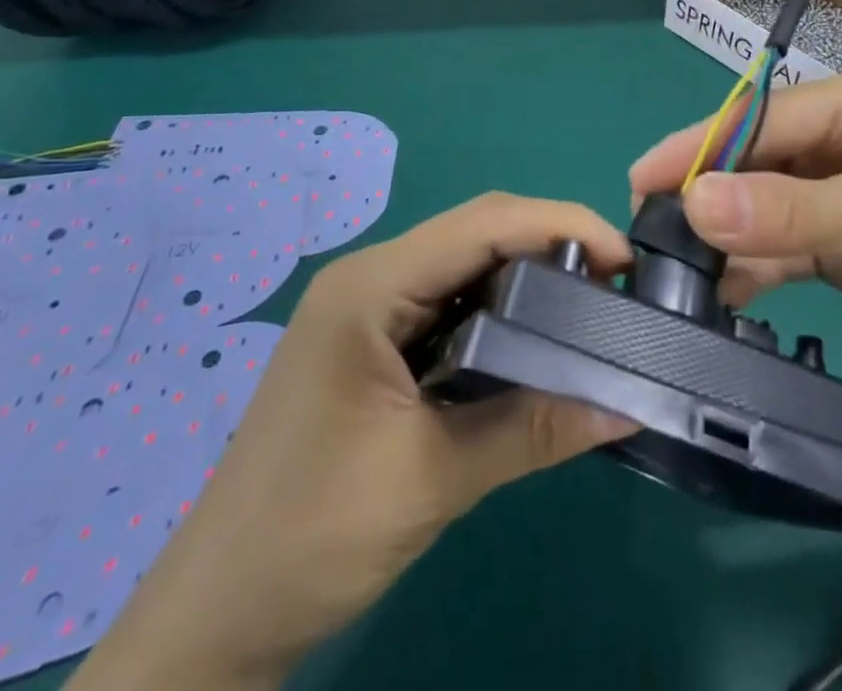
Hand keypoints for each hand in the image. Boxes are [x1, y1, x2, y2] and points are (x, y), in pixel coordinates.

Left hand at [71, 194, 634, 690]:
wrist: (215, 618)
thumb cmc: (311, 537)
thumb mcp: (433, 478)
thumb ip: (532, 429)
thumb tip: (626, 405)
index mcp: (371, 286)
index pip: (484, 224)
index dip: (561, 226)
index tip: (624, 259)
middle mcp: (369, 278)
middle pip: (477, 232)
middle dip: (551, 245)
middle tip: (615, 284)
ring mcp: (367, 309)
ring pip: (465, 265)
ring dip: (527, 276)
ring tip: (588, 305)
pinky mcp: (373, 342)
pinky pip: (448, 303)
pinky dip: (499, 310)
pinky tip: (533, 339)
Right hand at [629, 70, 841, 402]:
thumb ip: (792, 211)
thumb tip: (693, 203)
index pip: (760, 120)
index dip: (699, 148)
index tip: (641, 180)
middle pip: (756, 165)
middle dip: (707, 195)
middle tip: (648, 232)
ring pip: (766, 213)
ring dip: (727, 239)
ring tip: (676, 272)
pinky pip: (786, 255)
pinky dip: (755, 272)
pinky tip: (724, 293)